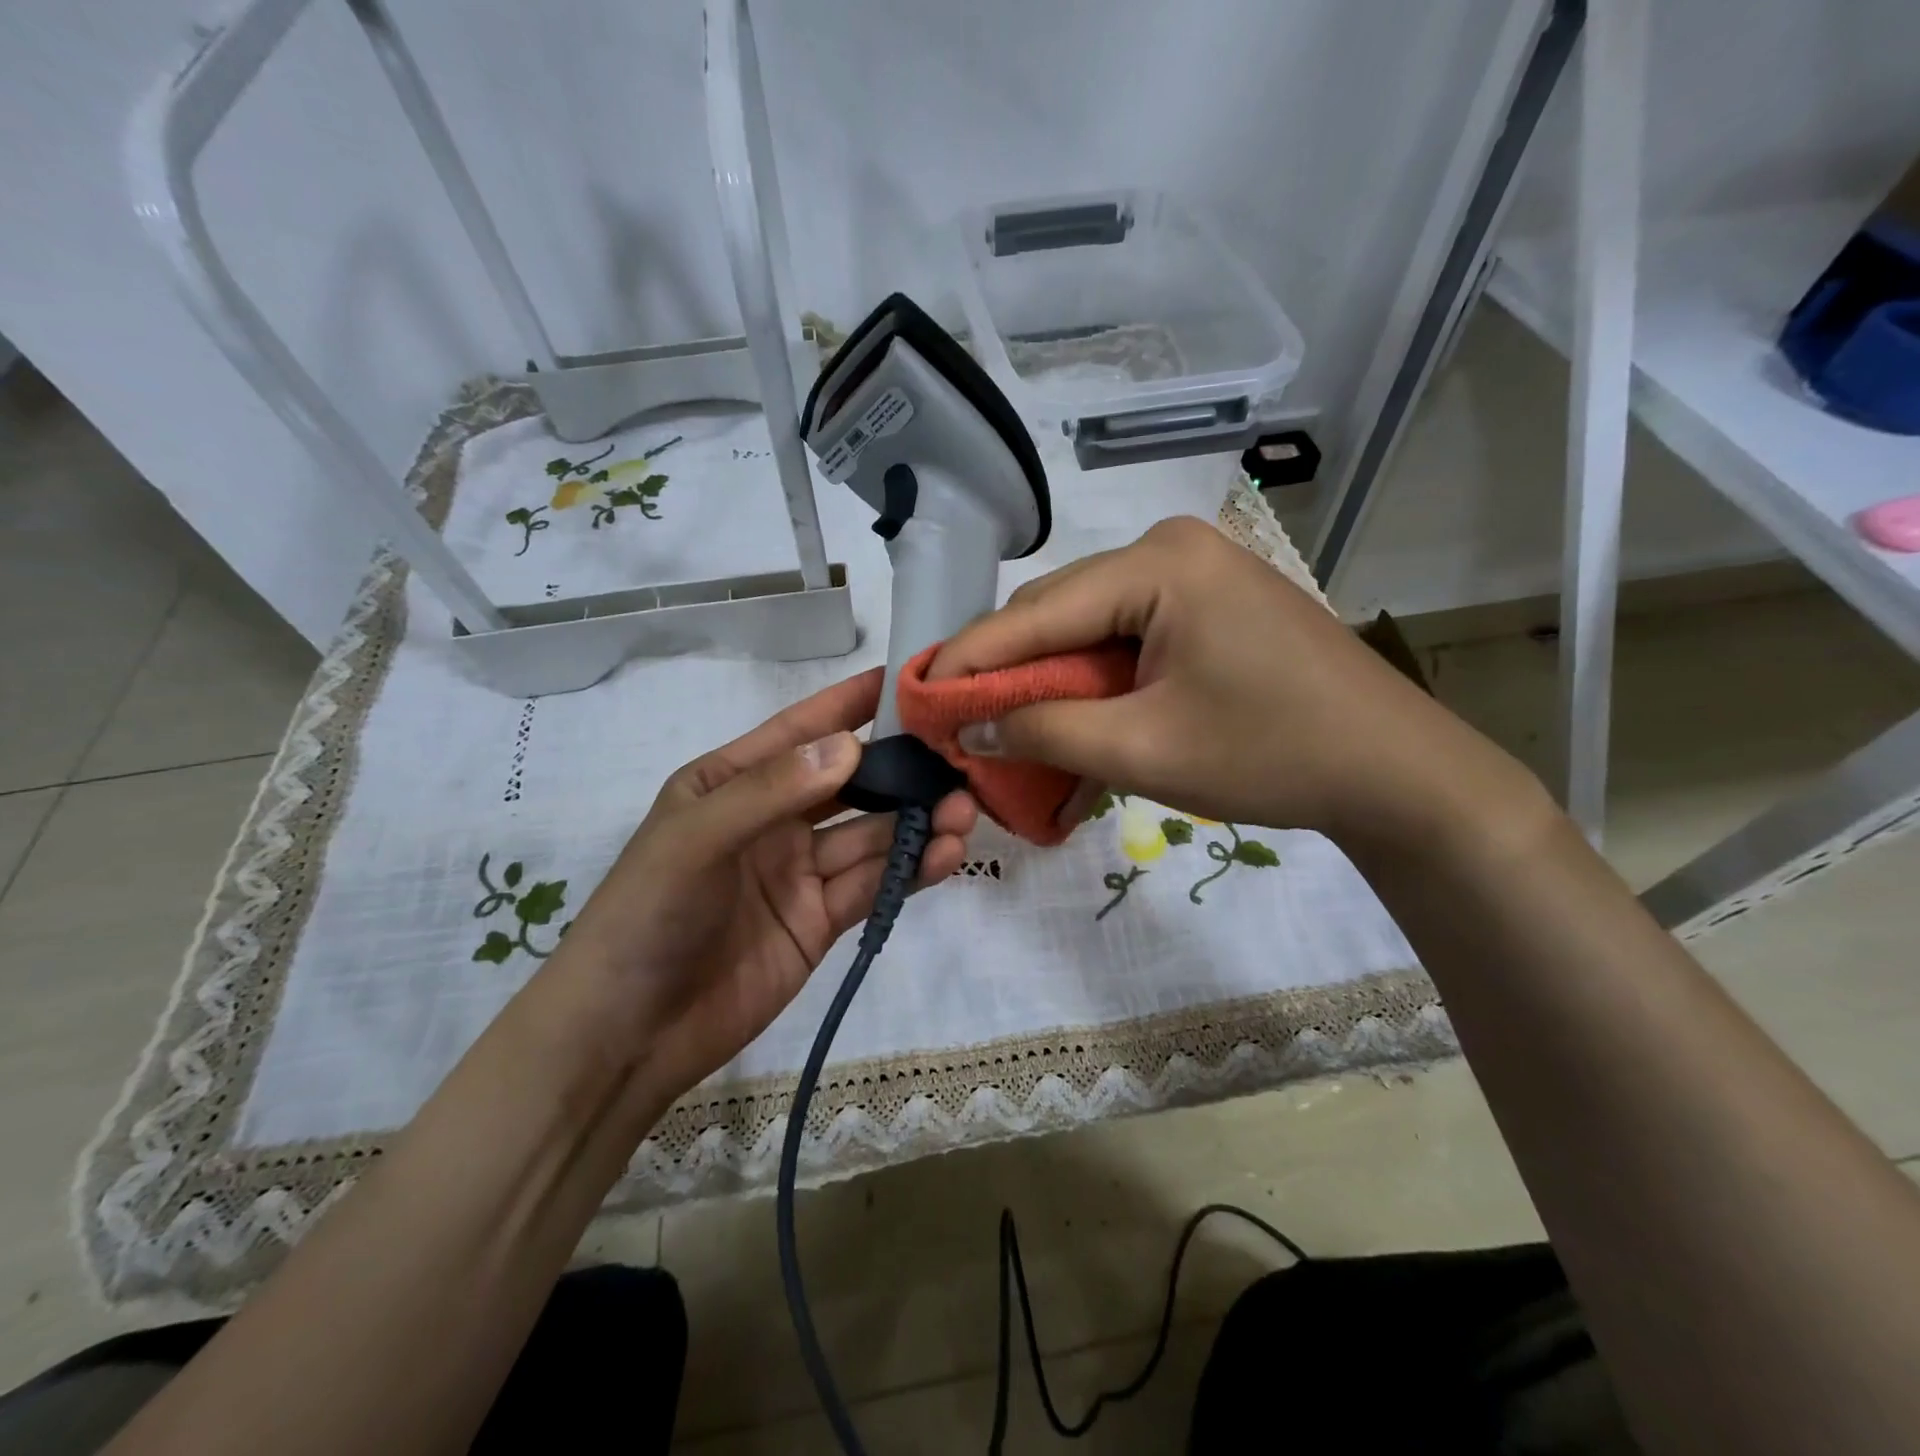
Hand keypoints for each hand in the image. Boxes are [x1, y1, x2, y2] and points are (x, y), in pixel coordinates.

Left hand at [556, 668, 975, 1104]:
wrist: (627, 1035)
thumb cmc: (647, 916)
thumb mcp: (696, 838)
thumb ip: (773, 790)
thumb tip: (851, 744)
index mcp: (733, 782)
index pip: (801, 731)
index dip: (851, 704)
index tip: (908, 679)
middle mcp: (773, 819)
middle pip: (850, 783)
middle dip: (902, 771)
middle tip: (957, 760)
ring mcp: (799, 872)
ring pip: (871, 835)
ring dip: (916, 821)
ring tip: (963, 812)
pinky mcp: (820, 921)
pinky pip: (872, 884)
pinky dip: (911, 869)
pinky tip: (946, 855)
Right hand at [927, 516, 1538, 851]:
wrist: (1393, 771)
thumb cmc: (1270, 754)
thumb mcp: (1143, 750)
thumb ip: (1045, 732)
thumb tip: (970, 725)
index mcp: (1158, 564)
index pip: (1035, 611)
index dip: (970, 658)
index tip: (918, 694)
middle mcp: (1170, 549)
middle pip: (1058, 612)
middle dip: (1009, 672)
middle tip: (965, 723)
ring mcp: (1194, 573)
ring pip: (1088, 627)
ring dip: (1050, 682)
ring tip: (1011, 731)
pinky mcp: (1207, 604)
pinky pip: (1126, 637)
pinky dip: (1094, 682)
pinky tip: (1075, 721)